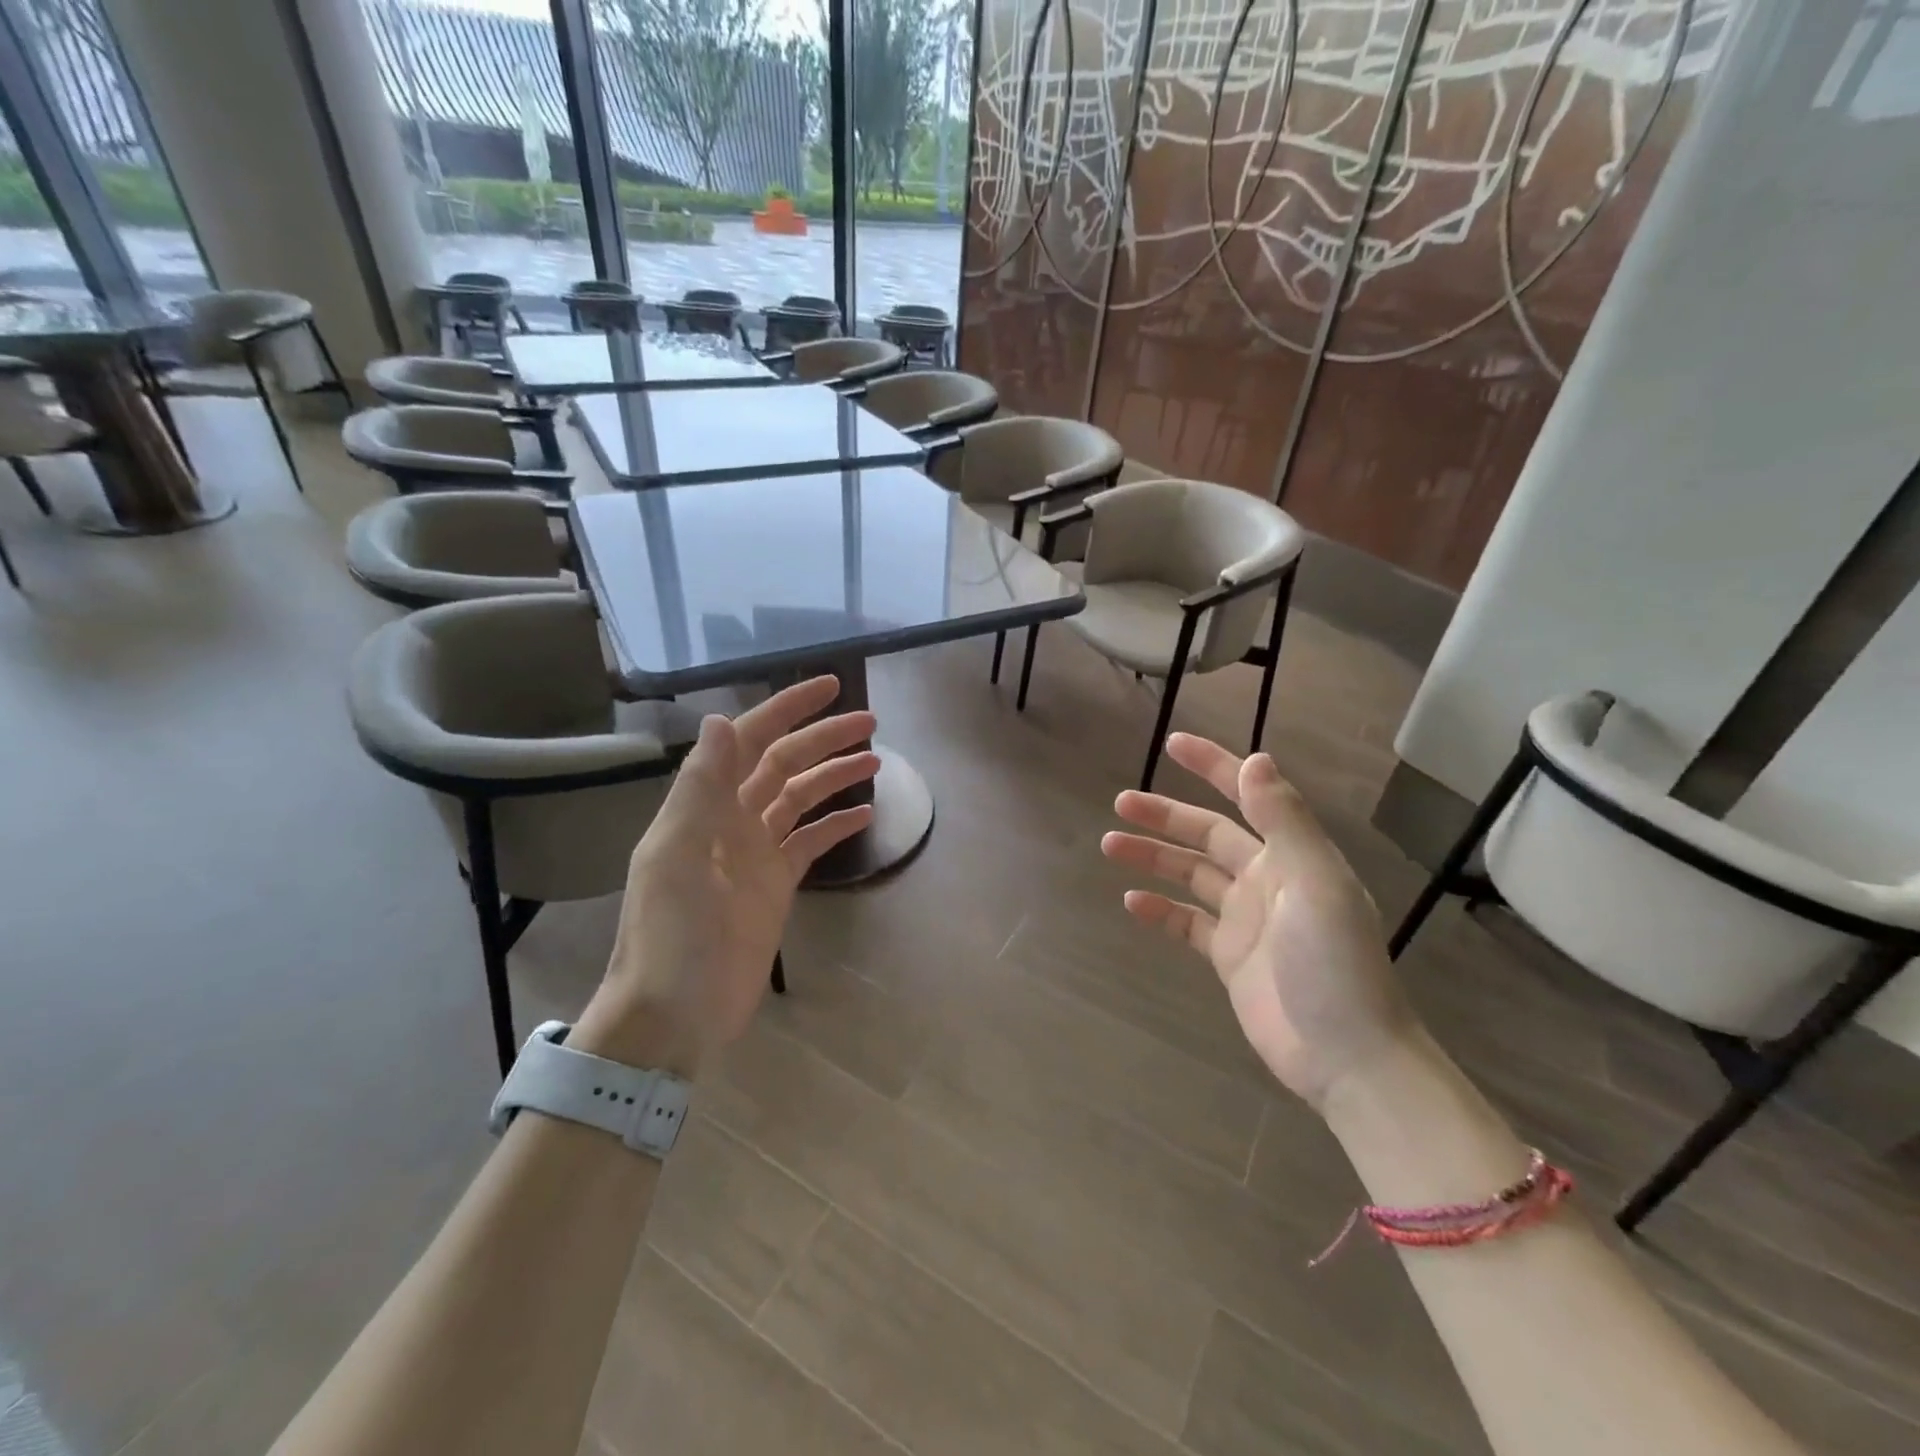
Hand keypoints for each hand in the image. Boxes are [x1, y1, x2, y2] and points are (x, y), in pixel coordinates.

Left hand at [574, 677, 878, 1073]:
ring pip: (800, 799)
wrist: (674, 1014)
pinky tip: (865, 815)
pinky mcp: (775, 886)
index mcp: (704, 806)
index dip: (787, 710)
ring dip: (833, 777)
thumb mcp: (680, 857)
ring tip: (876, 761)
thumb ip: (701, 788)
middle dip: (823, 739)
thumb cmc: (672, 935)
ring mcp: (754, 854)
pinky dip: (835, 825)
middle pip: (783, 764)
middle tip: (870, 722)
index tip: (830, 687)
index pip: (750, 741)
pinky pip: (809, 842)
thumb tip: (721, 719)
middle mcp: (730, 820)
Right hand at [1101, 733, 1417, 1109]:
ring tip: (1111, 844)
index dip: (1213, 767)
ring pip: (1190, 875)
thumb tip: (1256, 758)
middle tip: (1120, 802)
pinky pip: (1187, 922)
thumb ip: (1285, 821)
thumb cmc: (1335, 965)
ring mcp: (1246, 919)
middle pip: (1208, 835)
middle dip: (1166, 816)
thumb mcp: (1315, 884)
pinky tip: (1132, 902)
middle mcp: (1267, 879)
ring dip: (1153, 858)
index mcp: (1292, 855)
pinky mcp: (1229, 957)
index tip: (1173, 744)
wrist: (1348, 1058)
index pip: (1248, 796)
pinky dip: (1160, 910)